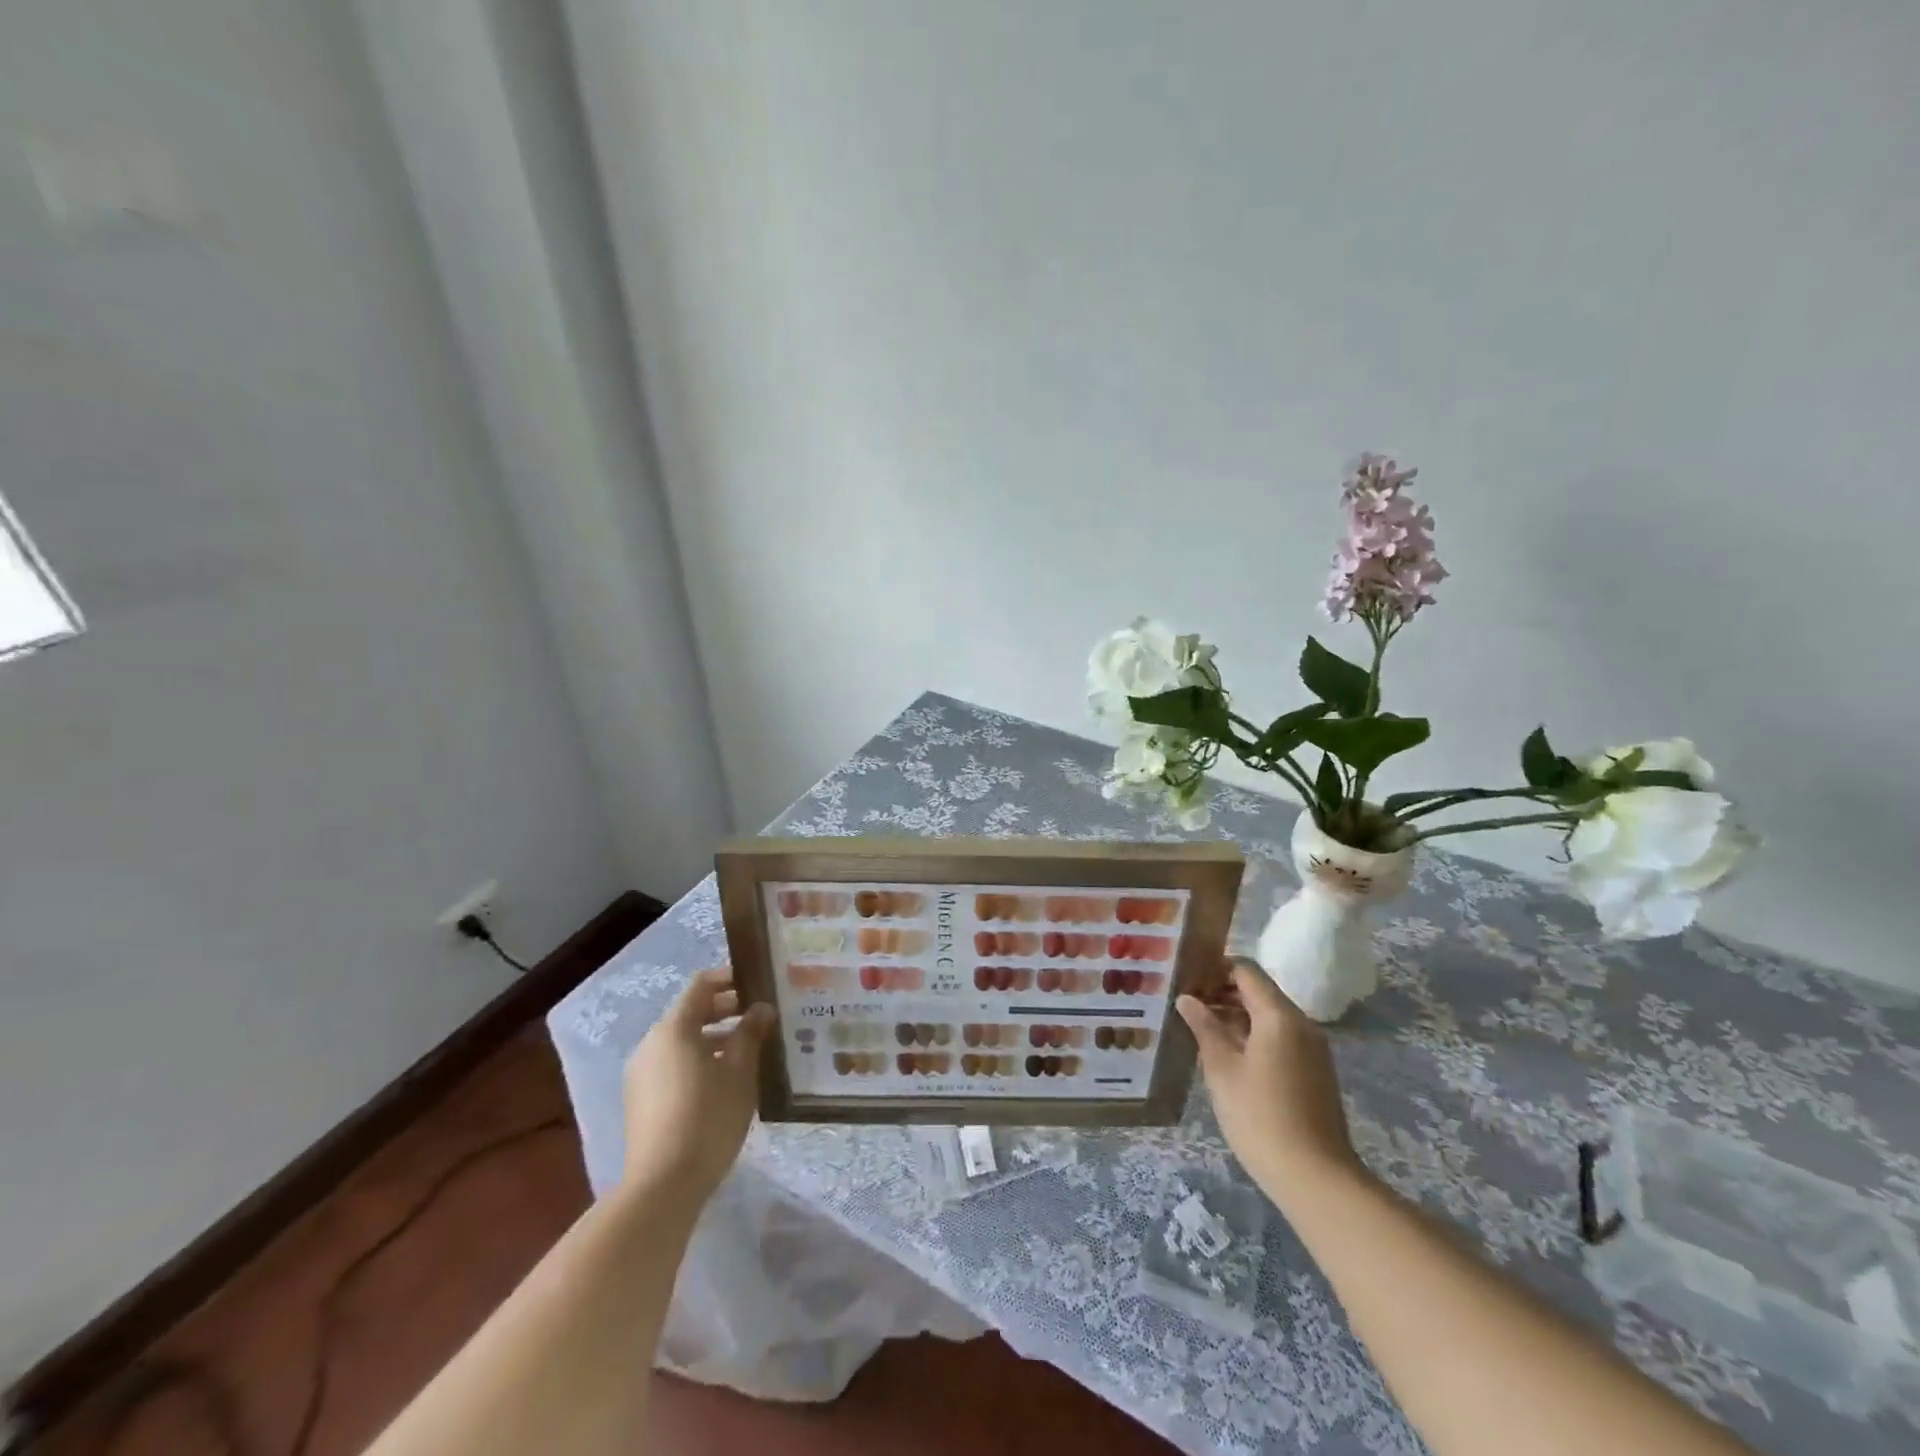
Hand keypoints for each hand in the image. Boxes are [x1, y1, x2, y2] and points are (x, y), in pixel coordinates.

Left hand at [620, 966, 775, 1206]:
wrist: (662, 1187)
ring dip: (714, 1037)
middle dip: (726, 1010)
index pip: (701, 985)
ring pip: (682, 1040)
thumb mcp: (739, 1073)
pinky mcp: (641, 1099)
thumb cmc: (707, 1118)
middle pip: (690, 1012)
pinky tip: (724, 1080)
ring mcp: (642, 1073)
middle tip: (760, 1016)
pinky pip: (673, 1063)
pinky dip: (699, 1059)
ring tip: (749, 1049)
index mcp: (673, 1028)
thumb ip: (750, 1034)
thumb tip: (761, 1009)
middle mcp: (651, 1043)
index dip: (730, 978)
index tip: (757, 983)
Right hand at [1176, 957, 1362, 1202]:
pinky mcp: (1314, 1072)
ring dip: (1236, 1016)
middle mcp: (1301, 1024)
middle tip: (1186, 1003)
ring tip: (1199, 1028)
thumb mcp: (1222, 1070)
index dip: (1214, 968)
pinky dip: (1253, 1035)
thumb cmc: (1260, 1117)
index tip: (1186, 978)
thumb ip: (1204, 1027)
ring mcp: (1312, 1049)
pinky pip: (1280, 1038)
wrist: (1316, 1178)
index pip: (1245, 970)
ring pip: (1269, 1016)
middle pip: (1258, 991)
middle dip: (1222, 992)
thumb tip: (1186, 999)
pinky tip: (1226, 1056)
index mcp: (1279, 1016)